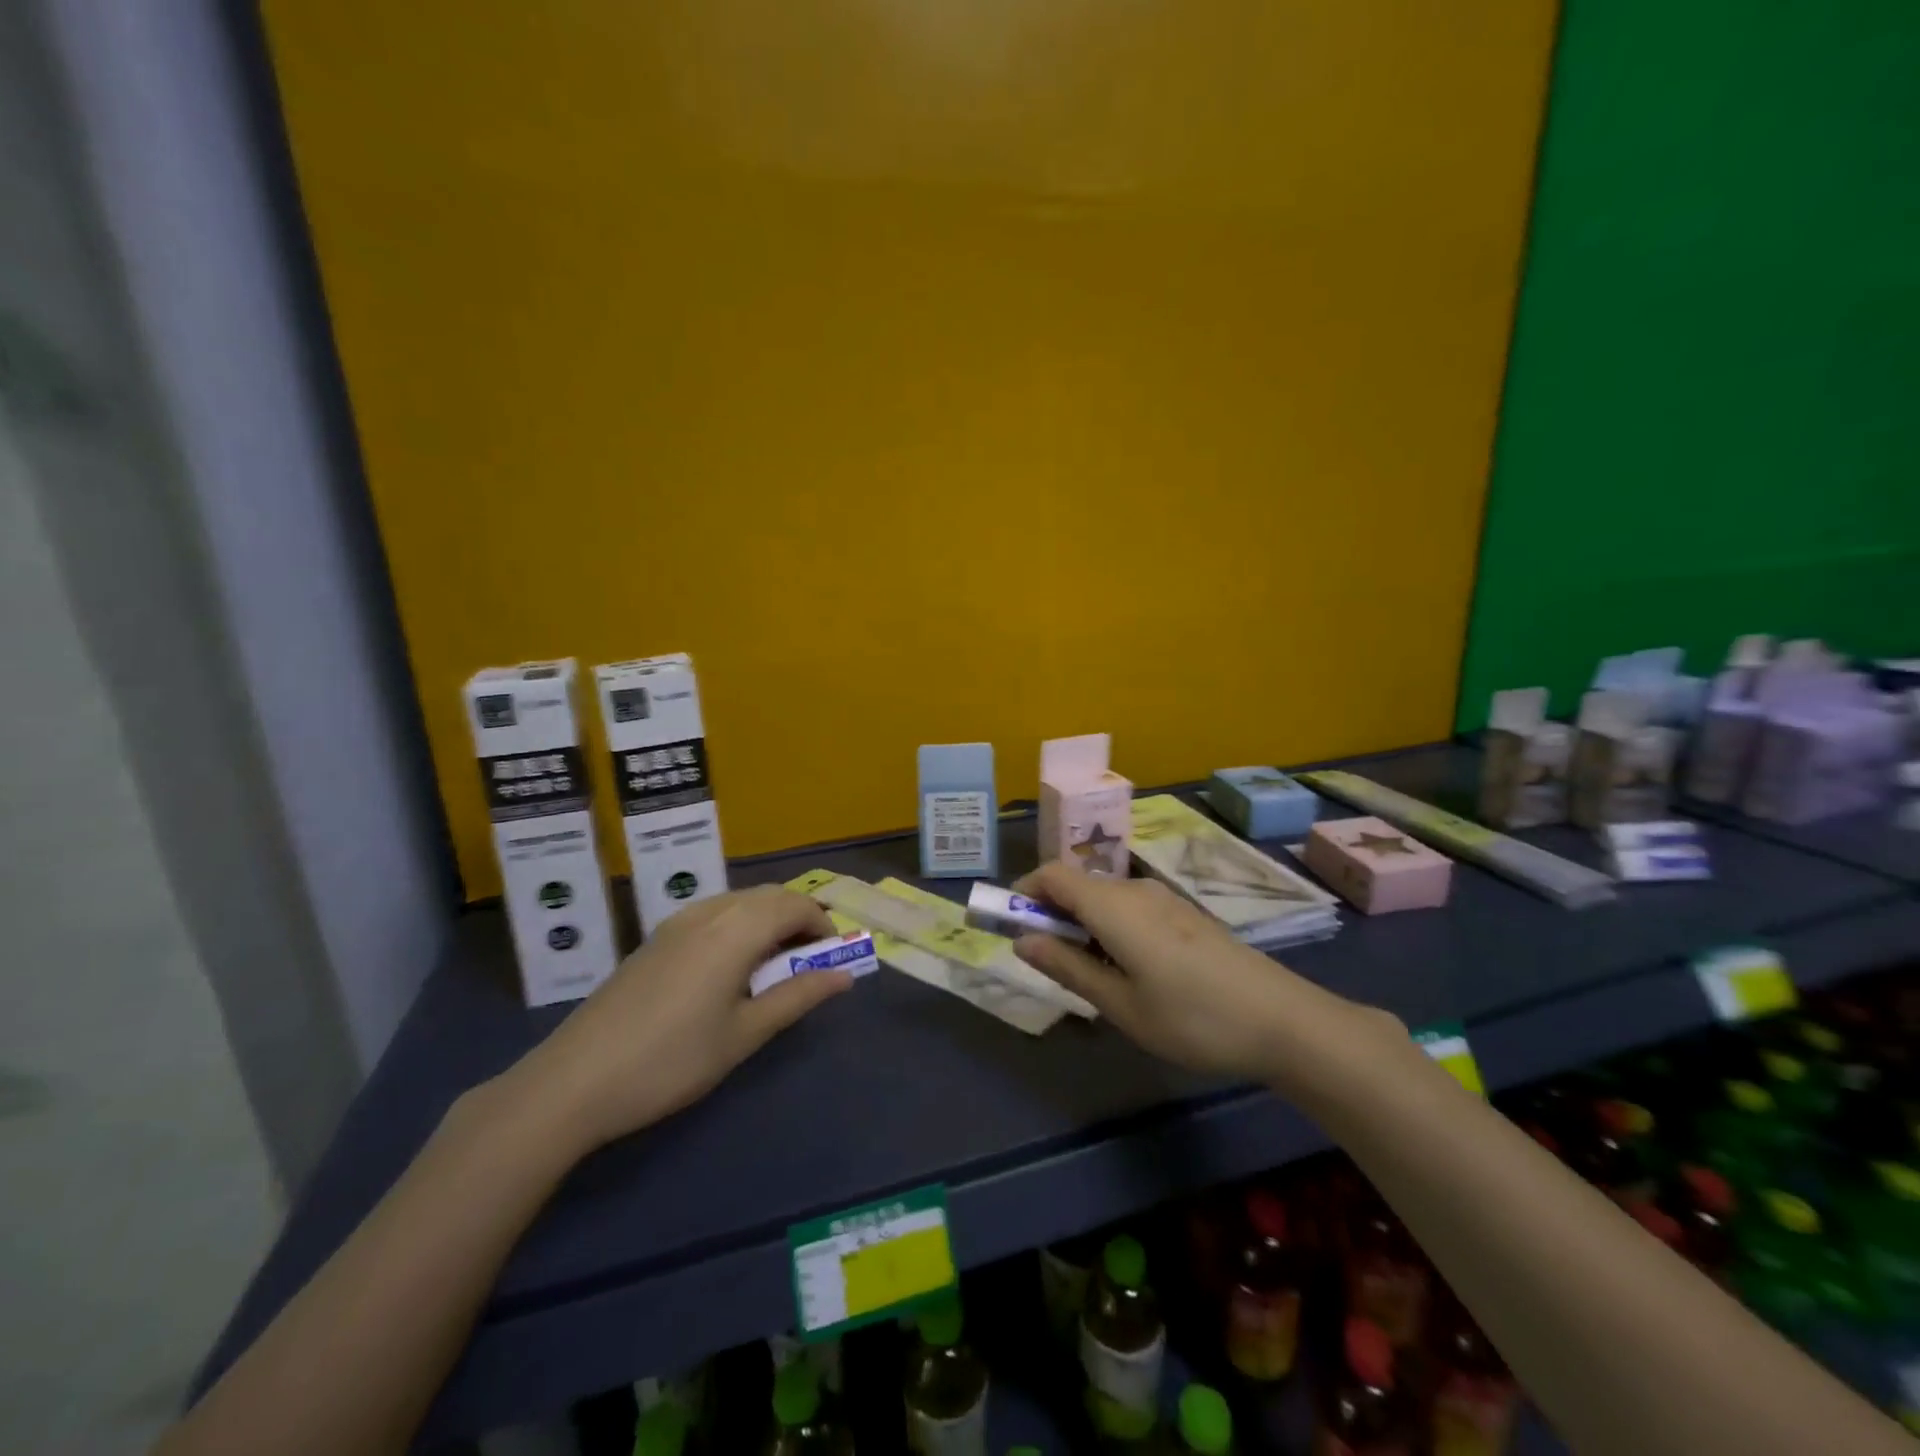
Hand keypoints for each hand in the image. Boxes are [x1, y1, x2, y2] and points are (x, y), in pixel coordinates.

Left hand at [504, 886, 852, 1150]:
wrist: (573, 1081)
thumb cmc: (671, 1061)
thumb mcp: (743, 1034)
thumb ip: (797, 997)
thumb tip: (844, 975)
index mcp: (735, 930)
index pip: (796, 905)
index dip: (823, 926)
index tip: (833, 960)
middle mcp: (709, 912)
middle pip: (769, 896)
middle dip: (799, 920)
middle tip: (809, 964)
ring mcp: (678, 922)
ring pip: (741, 901)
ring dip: (769, 921)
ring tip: (774, 969)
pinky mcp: (657, 938)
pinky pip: (715, 913)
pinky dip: (740, 926)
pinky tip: (731, 970)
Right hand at [1010, 861, 1395, 1084]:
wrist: (1283, 1021)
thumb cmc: (1192, 1018)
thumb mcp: (1121, 1004)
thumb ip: (1068, 967)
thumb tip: (1022, 940)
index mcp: (1114, 906)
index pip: (1052, 874)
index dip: (1023, 891)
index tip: (1008, 925)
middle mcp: (1136, 890)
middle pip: (1077, 884)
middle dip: (1050, 913)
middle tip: (1046, 962)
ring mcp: (1165, 900)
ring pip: (1104, 898)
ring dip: (1080, 924)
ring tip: (1088, 976)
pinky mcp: (1184, 914)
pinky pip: (1130, 908)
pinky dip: (1109, 927)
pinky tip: (1128, 972)